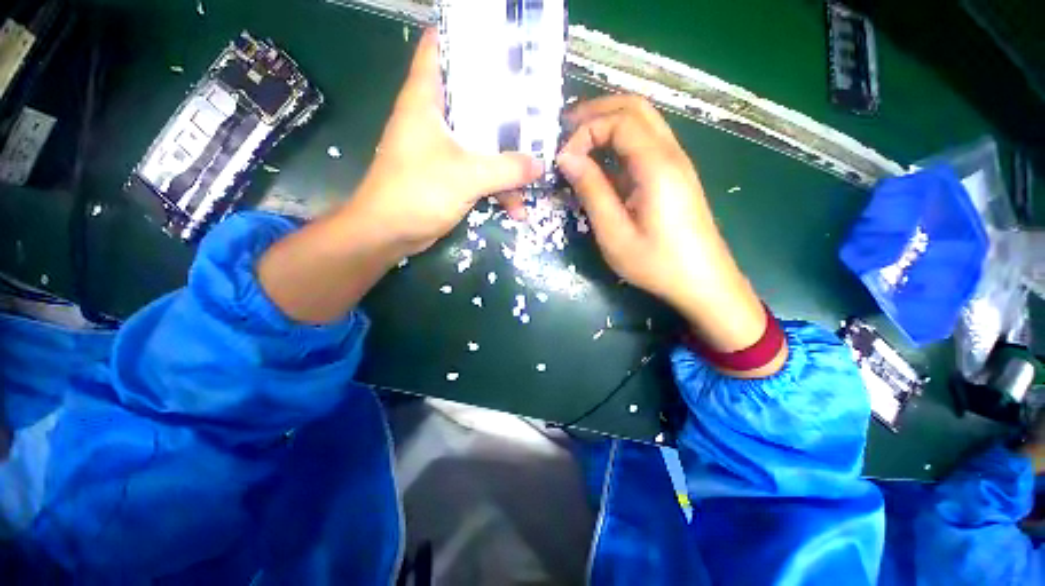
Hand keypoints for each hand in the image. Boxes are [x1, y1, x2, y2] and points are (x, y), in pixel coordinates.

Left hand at [345, 29, 541, 253]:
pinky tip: (516, 208)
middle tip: (535, 109)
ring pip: (480, 143)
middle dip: (504, 107)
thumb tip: (540, 165)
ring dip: (506, 162)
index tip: (501, 46)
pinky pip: (478, 174)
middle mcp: (433, 120)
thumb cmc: (419, 191)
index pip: (439, 49)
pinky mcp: (447, 177)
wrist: (389, 233)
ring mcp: (441, 150)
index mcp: (426, 100)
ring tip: (534, 176)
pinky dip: (496, 188)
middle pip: (472, 99)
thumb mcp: (467, 176)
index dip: (466, 39)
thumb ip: (507, 169)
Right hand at [557, 96, 776, 364]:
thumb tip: (566, 157)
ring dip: (608, 125)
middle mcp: (671, 154)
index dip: (586, 131)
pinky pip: (646, 146)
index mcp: (657, 166)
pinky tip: (602, 164)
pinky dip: (619, 145)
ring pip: (643, 124)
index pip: (620, 120)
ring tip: (578, 143)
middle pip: (635, 109)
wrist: (703, 282)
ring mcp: (676, 164)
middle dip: (597, 112)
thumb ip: (591, 191)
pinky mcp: (674, 177)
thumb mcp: (614, 233)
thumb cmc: (657, 263)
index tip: (564, 159)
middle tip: (566, 130)